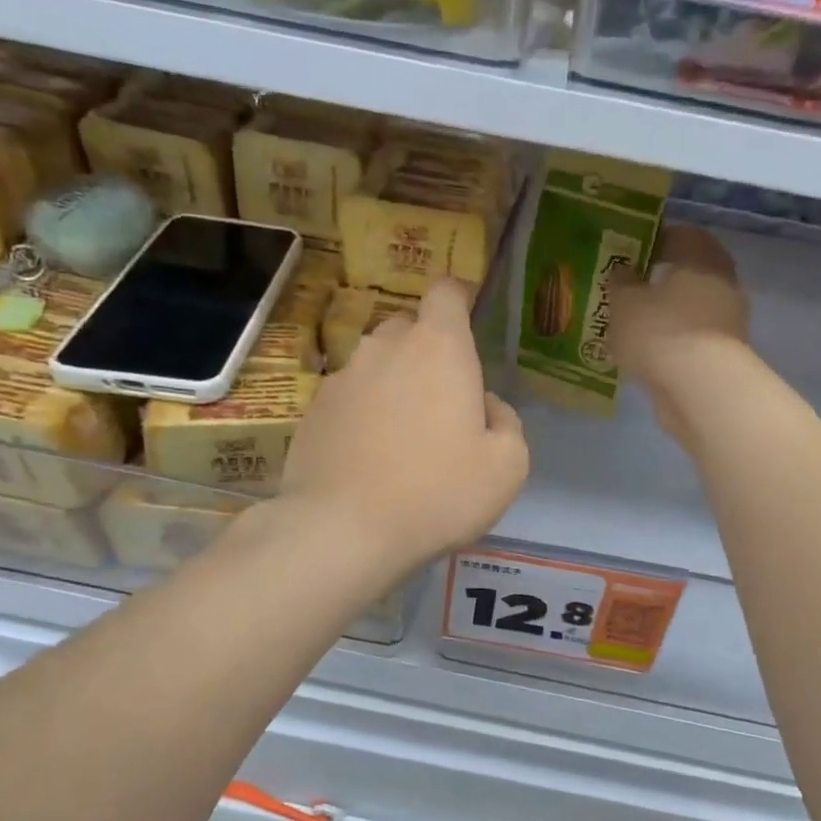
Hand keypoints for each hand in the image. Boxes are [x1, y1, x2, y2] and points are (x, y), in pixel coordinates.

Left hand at [282, 279, 527, 571]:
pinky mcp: (313, 410)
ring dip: (393, 384)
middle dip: (428, 350)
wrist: (343, 529)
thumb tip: (486, 407)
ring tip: (403, 435)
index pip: (447, 291)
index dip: (459, 300)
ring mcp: (342, 377)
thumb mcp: (507, 466)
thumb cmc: (438, 492)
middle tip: (443, 399)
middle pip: (409, 327)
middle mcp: (385, 347)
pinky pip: (348, 397)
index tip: (468, 324)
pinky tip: (369, 457)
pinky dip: (363, 414)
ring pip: (375, 363)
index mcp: (439, 347)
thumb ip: (507, 423)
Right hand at [611, 224, 750, 447]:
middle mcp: (722, 280)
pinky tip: (648, 354)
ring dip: (666, 314)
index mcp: (701, 254)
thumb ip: (620, 282)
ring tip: (632, 327)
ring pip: (690, 307)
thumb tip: (623, 272)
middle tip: (627, 293)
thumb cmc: (660, 331)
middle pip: (688, 272)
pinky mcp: (724, 353)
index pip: (679, 234)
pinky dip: (673, 341)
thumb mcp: (624, 302)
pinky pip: (692, 338)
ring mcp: (728, 319)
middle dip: (659, 281)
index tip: (627, 257)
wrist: (699, 387)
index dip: (651, 243)